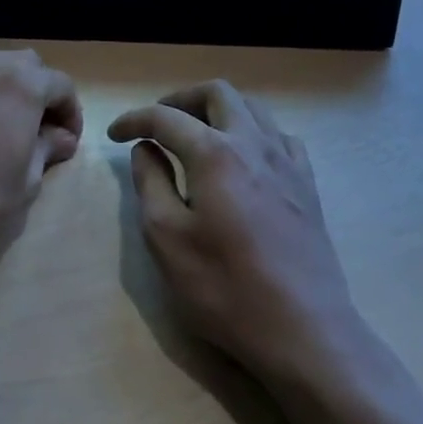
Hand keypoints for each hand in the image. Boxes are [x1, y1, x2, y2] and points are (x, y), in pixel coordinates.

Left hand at [0, 50, 81, 280]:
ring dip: (7, 93)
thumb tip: (59, 138)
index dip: (71, 113)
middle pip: (26, 67)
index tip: (67, 144)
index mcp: (19, 82)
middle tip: (41, 133)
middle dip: (40, 94)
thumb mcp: (24, 183)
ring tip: (6, 134)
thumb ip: (46, 150)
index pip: (60, 84)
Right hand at [108, 81, 362, 386]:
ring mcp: (287, 161)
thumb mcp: (167, 239)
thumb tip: (146, 148)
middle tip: (158, 123)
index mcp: (215, 153)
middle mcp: (254, 143)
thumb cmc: (225, 288)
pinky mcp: (307, 184)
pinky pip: (279, 136)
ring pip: (252, 108)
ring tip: (197, 135)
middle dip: (181, 99)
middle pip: (218, 93)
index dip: (135, 120)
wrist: (304, 330)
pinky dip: (252, 132)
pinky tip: (243, 158)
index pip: (167, 118)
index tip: (114, 134)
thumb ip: (151, 183)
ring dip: (218, 110)